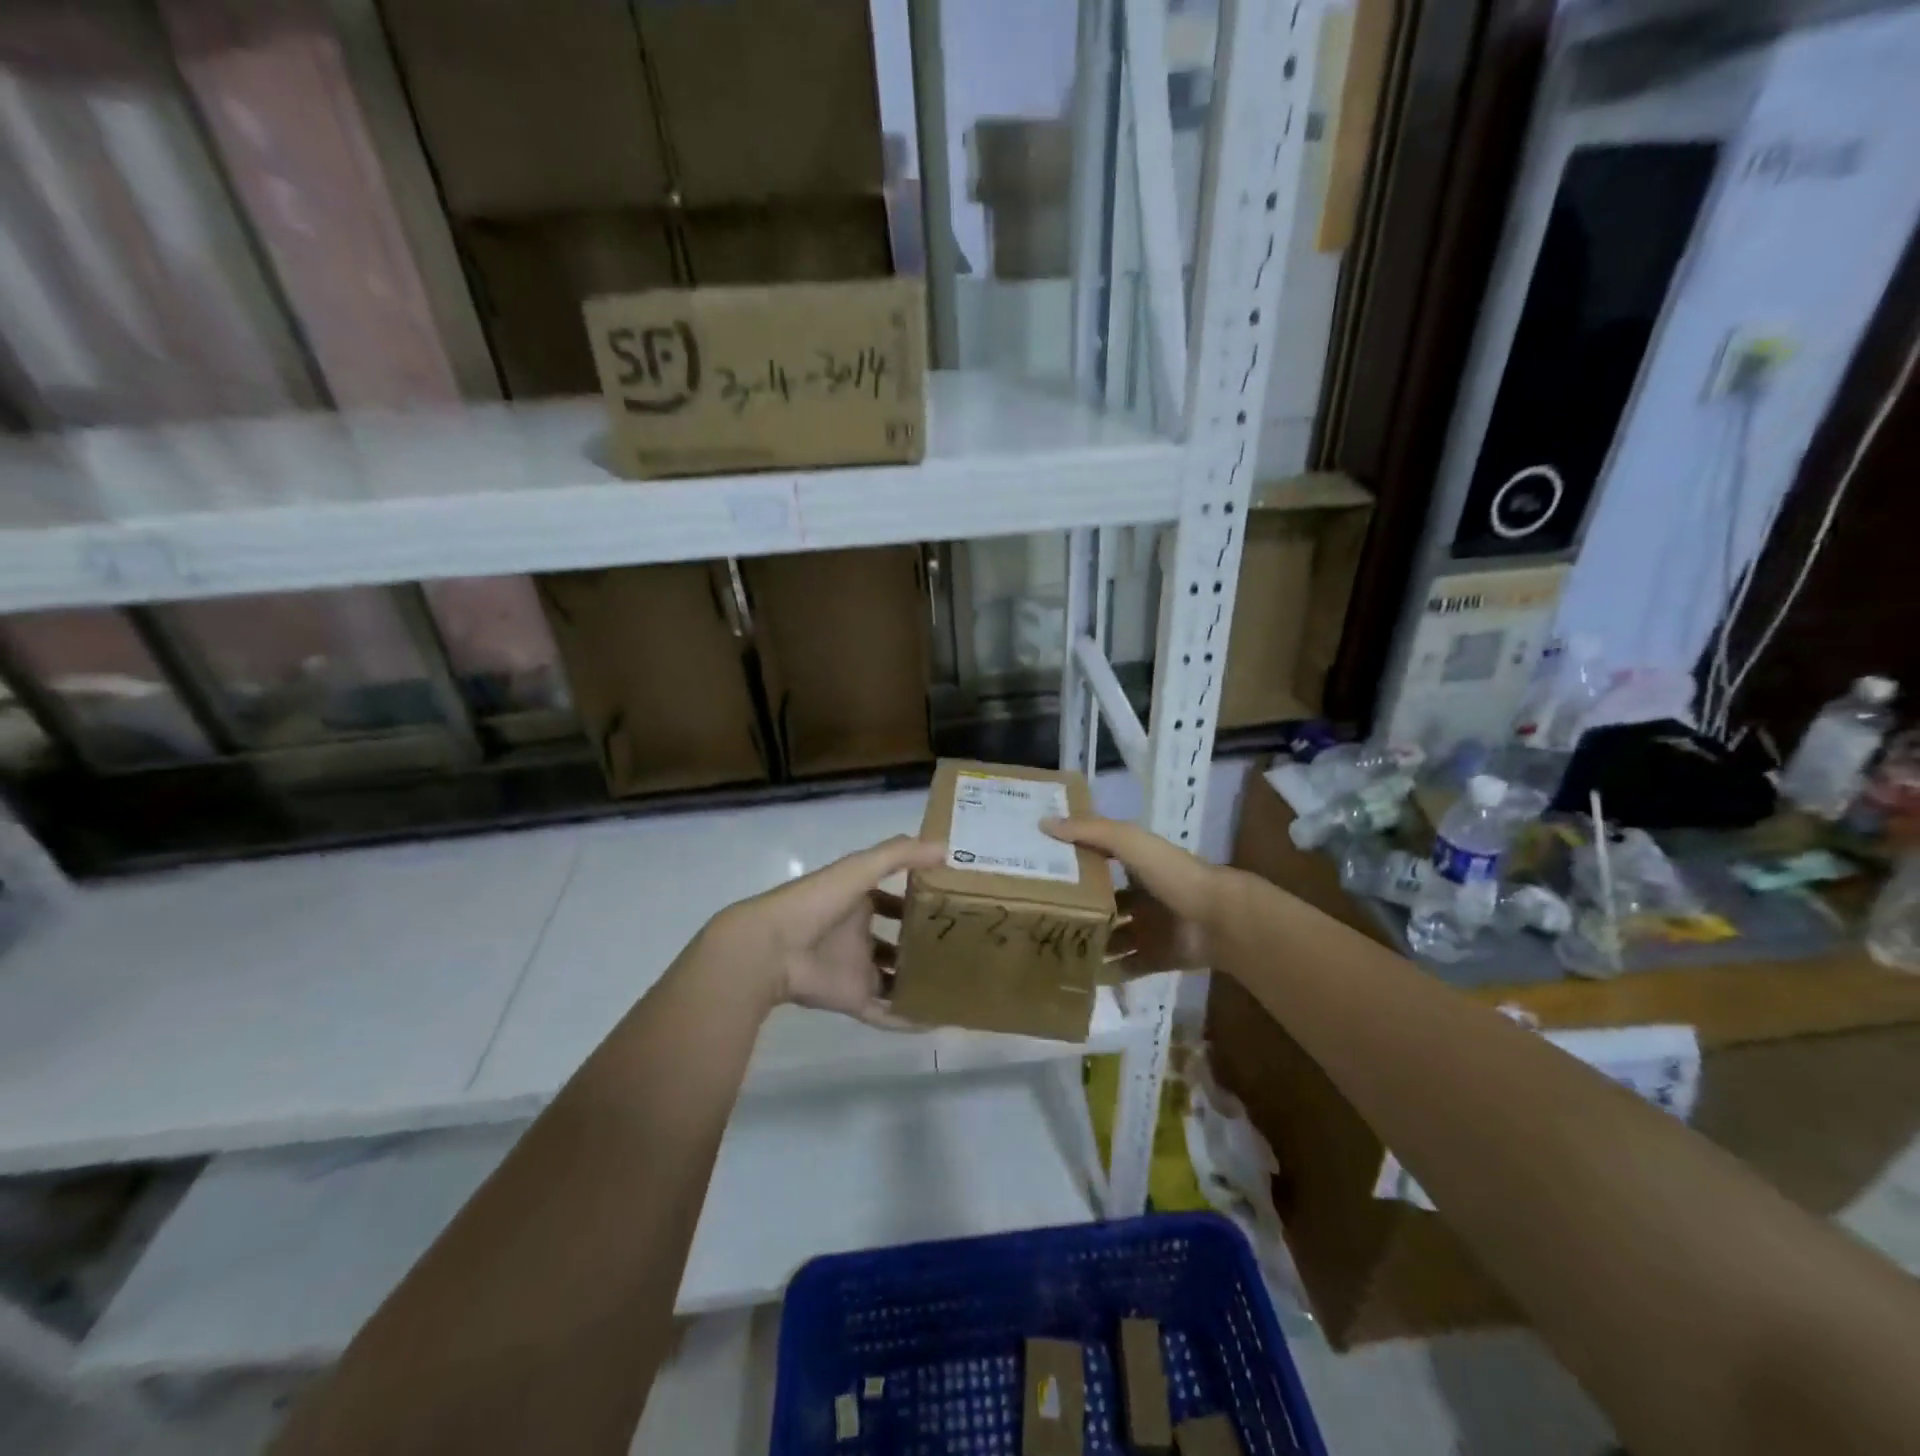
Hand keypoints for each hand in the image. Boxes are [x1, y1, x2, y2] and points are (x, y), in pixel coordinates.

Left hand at [708, 834, 944, 1026]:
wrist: (771, 948)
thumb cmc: (817, 901)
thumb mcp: (860, 868)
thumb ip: (900, 855)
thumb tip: (945, 848)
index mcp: (858, 901)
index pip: (893, 899)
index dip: (918, 899)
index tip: (952, 902)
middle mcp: (858, 934)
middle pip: (895, 940)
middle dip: (922, 943)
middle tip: (963, 946)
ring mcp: (855, 969)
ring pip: (893, 977)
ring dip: (918, 981)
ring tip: (957, 984)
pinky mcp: (852, 999)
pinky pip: (885, 1012)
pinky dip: (908, 1018)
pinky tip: (937, 1019)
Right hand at [1042, 815, 1221, 972]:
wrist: (1218, 919)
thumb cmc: (1173, 874)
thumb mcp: (1129, 842)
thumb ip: (1091, 832)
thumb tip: (1044, 823)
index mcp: (1137, 867)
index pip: (1099, 863)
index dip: (1073, 864)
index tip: (1039, 870)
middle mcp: (1141, 897)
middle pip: (1104, 904)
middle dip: (1077, 910)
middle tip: (1038, 917)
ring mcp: (1149, 930)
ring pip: (1112, 938)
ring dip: (1089, 943)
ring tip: (1052, 948)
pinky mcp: (1156, 958)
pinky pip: (1127, 967)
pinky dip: (1107, 973)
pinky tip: (1079, 974)